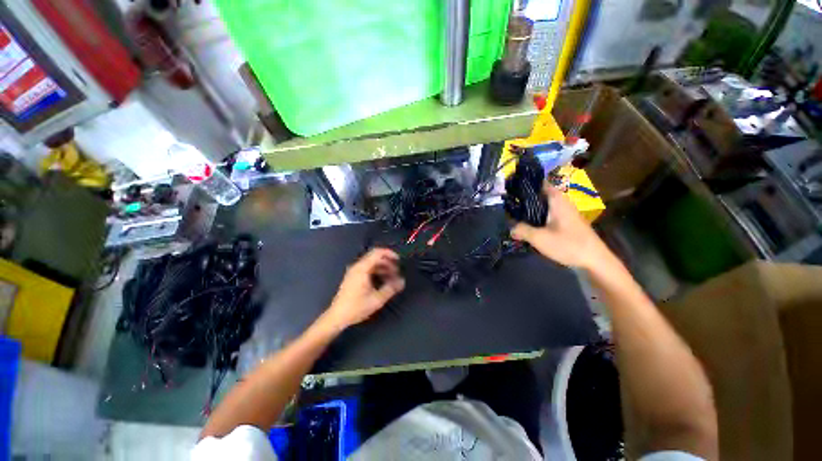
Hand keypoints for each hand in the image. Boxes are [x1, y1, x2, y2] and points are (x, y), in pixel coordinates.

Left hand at [321, 248, 405, 331]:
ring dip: (383, 267)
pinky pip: (368, 268)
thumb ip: (391, 289)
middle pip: (375, 257)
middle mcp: (357, 267)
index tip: (399, 260)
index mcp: (362, 269)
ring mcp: (354, 271)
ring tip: (392, 278)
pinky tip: (383, 281)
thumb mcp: (377, 300)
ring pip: (372, 263)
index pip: (377, 253)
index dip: (389, 254)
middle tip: (397, 272)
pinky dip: (377, 271)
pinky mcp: (353, 277)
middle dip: (388, 262)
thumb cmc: (356, 308)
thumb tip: (402, 282)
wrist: (337, 317)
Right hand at [511, 182, 610, 269]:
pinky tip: (529, 227)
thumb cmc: (568, 245)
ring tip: (515, 216)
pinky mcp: (566, 223)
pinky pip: (548, 215)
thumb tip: (511, 228)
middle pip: (540, 195)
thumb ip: (522, 230)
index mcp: (557, 200)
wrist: (595, 261)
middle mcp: (562, 203)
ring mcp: (565, 213)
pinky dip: (537, 218)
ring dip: (530, 210)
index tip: (511, 189)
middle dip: (524, 199)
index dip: (525, 185)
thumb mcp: (539, 238)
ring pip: (543, 207)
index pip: (540, 183)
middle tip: (509, 205)